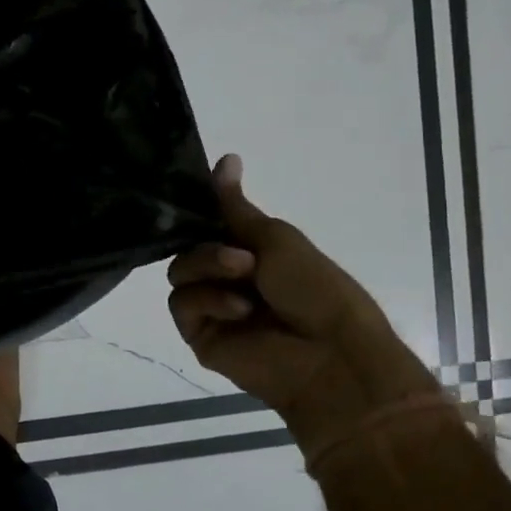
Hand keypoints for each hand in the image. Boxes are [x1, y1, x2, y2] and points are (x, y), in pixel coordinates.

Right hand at [167, 155, 433, 438]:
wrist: (331, 354)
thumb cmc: (316, 288)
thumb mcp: (276, 237)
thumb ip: (236, 205)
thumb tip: (226, 157)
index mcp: (250, 254)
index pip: (208, 227)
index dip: (201, 213)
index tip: (193, 197)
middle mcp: (227, 279)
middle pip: (188, 248)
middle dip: (210, 248)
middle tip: (244, 259)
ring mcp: (212, 309)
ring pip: (179, 273)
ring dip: (209, 268)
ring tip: (243, 279)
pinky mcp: (201, 336)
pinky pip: (182, 304)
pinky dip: (208, 300)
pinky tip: (239, 310)